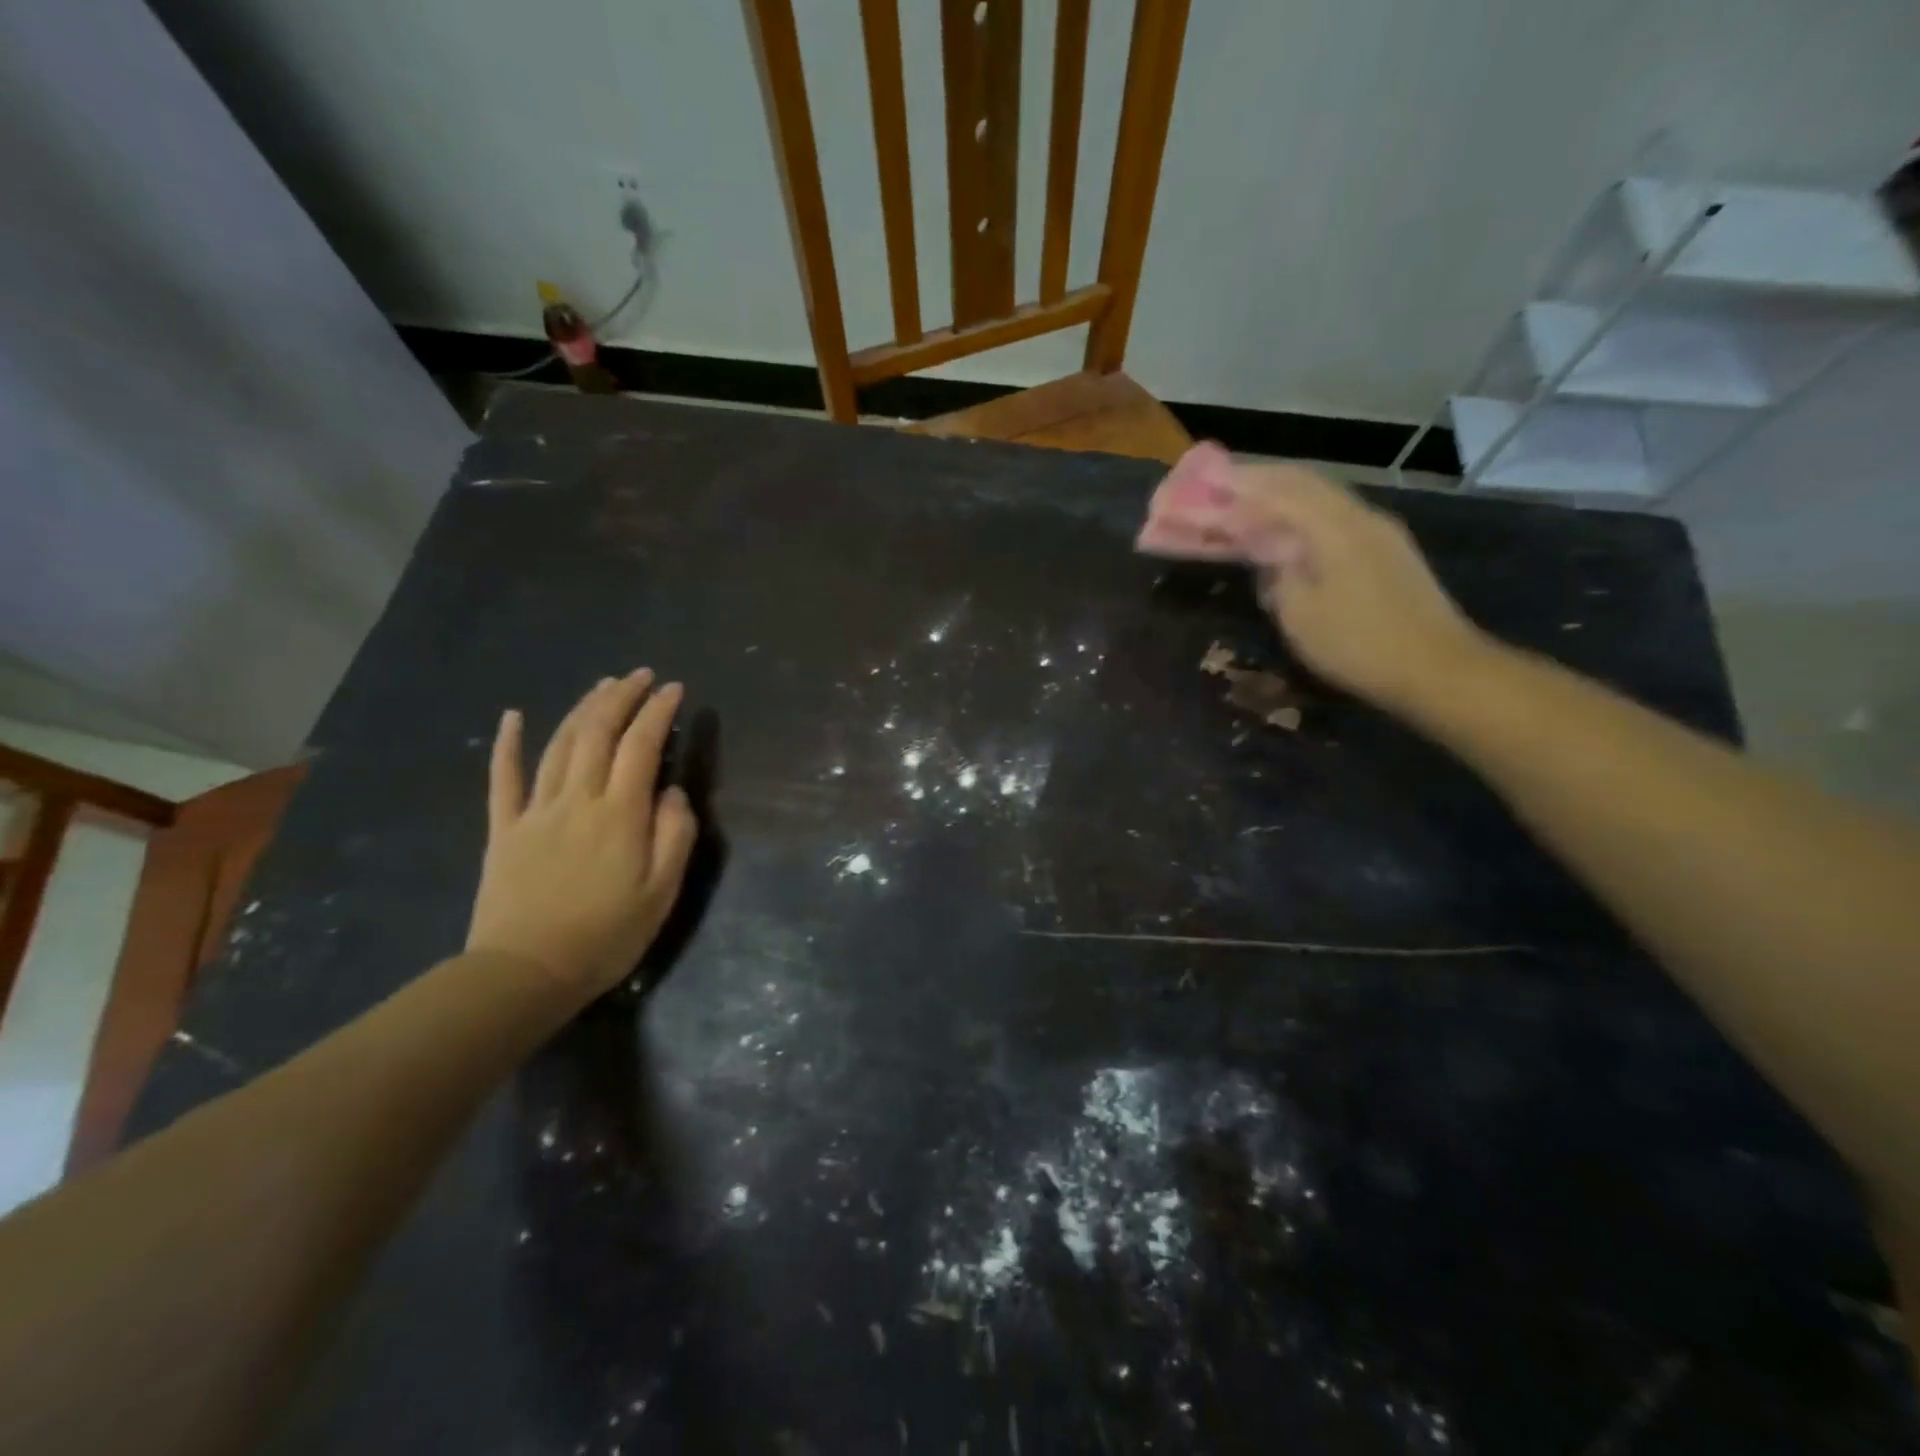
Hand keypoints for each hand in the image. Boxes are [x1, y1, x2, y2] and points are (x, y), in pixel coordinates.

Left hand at [466, 669, 697, 1000]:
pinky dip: (507, 743)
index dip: (658, 712)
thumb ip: (674, 835)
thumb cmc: (606, 936)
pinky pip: (503, 778)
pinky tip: (512, 716)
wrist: (524, 973)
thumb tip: (672, 793)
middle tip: (640, 675)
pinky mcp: (504, 828)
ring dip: (583, 708)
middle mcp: (578, 799)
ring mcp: (535, 810)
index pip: (642, 746)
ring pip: (559, 744)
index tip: (674, 689)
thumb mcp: (662, 892)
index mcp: (620, 813)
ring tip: (602, 685)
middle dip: (621, 696)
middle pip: (598, 732)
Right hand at [1234, 465, 1489, 712]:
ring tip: (1248, 503)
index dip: (1238, 486)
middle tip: (1222, 486)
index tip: (1204, 484)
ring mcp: (1380, 531)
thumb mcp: (1298, 615)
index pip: (1278, 491)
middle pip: (1303, 482)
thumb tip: (1268, 552)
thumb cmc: (1358, 645)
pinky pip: (1335, 515)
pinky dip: (1304, 513)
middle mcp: (1359, 516)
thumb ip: (1276, 573)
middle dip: (1260, 480)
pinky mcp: (1388, 550)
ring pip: (1322, 496)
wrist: (1437, 669)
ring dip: (1283, 494)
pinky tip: (1289, 529)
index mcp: (1334, 528)